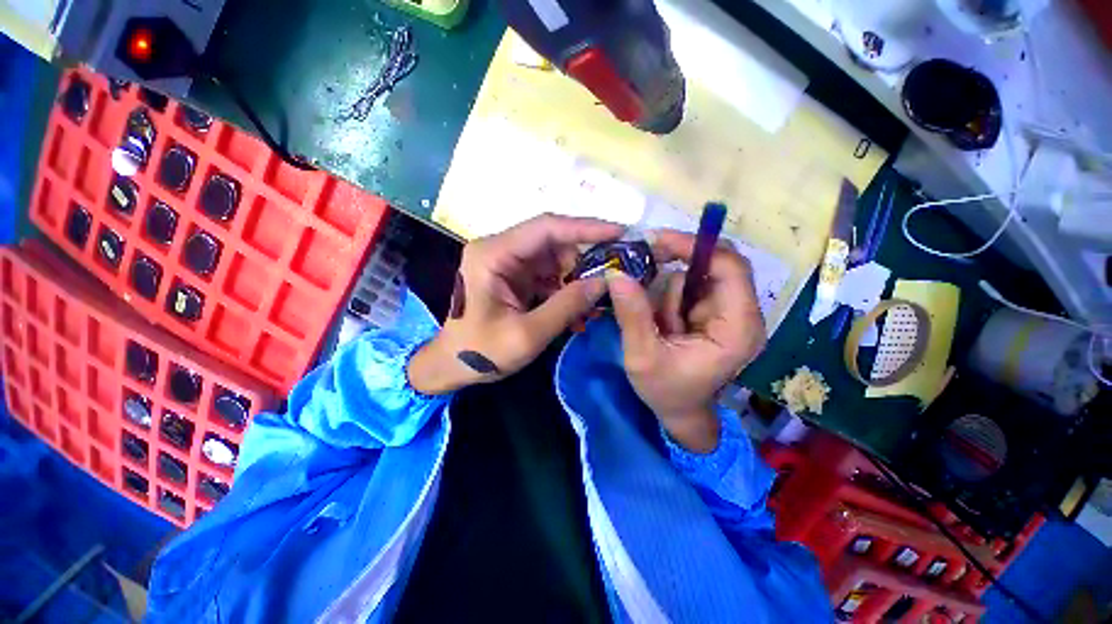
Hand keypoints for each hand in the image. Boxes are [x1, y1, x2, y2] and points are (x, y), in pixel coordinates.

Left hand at [408, 214, 622, 394]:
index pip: (545, 228)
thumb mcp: (527, 335)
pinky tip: (579, 308)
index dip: (585, 228)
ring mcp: (507, 262)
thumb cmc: (480, 352)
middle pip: (552, 240)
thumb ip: (567, 306)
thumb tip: (605, 282)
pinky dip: (566, 288)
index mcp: (493, 254)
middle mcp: (500, 249)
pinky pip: (548, 274)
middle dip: (585, 257)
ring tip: (597, 298)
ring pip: (554, 257)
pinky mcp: (514, 276)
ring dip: (577, 276)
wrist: (451, 366)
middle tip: (616, 273)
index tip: (620, 233)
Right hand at [606, 231, 765, 452]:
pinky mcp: (715, 314)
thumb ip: (632, 315)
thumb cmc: (666, 392)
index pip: (731, 268)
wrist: (681, 412)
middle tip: (645, 264)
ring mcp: (729, 313)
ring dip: (671, 292)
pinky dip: (670, 297)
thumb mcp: (642, 356)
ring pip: (698, 276)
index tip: (656, 240)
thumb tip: (617, 273)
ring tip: (661, 325)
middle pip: (717, 265)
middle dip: (678, 263)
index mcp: (736, 329)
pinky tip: (665, 323)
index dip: (695, 246)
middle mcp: (742, 316)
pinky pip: (690, 288)